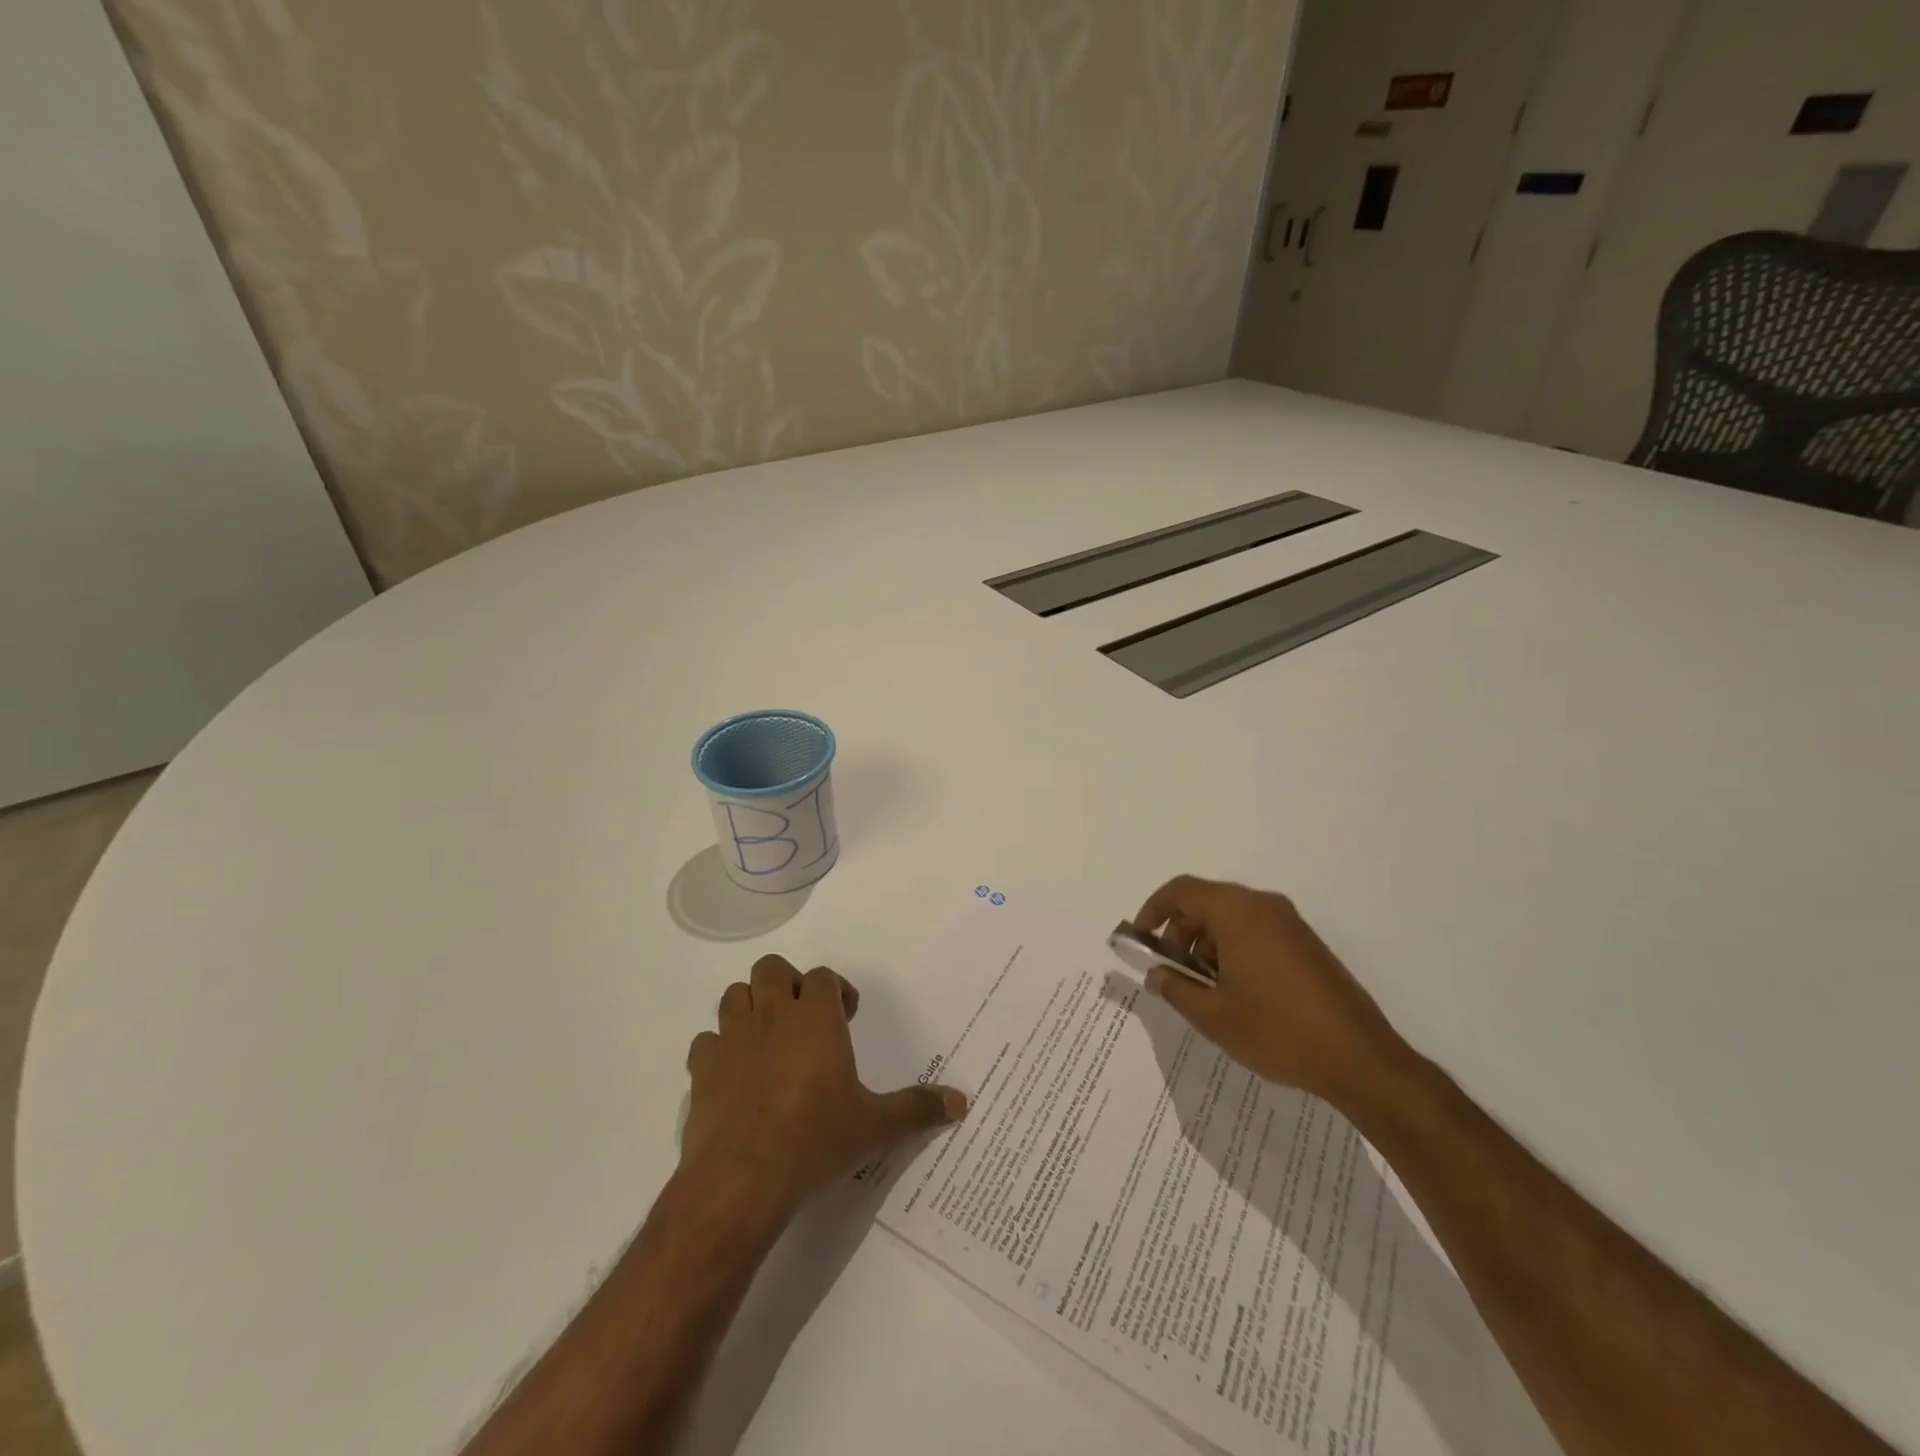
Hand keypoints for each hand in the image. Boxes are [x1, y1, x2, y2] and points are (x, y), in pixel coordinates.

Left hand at [683, 955, 967, 1216]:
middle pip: (772, 969)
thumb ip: (917, 1109)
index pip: (822, 977)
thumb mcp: (874, 1127)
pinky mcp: (702, 1069)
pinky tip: (733, 1075)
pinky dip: (719, 1049)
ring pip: (735, 995)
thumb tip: (962, 1102)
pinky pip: (706, 1041)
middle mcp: (772, 1015)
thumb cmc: (815, 1141)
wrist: (742, 1180)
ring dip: (750, 1007)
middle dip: (787, 984)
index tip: (846, 1017)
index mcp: (815, 1017)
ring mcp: (732, 1038)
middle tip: (802, 1019)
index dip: (835, 992)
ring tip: (767, 1039)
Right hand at [1134, 876, 1409, 1108]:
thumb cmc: (1277, 1030)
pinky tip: (1236, 990)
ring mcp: (1290, 924)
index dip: (1154, 909)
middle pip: (1207, 901)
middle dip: (1180, 930)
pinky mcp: (1307, 944)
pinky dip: (1234, 947)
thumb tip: (1157, 974)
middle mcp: (1264, 906)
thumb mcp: (1213, 1015)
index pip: (1182, 891)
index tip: (1141, 938)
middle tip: (1171, 969)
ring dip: (1207, 941)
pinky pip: (1257, 930)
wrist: (1359, 1058)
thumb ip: (1176, 988)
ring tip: (1203, 986)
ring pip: (1233, 916)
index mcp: (1237, 913)